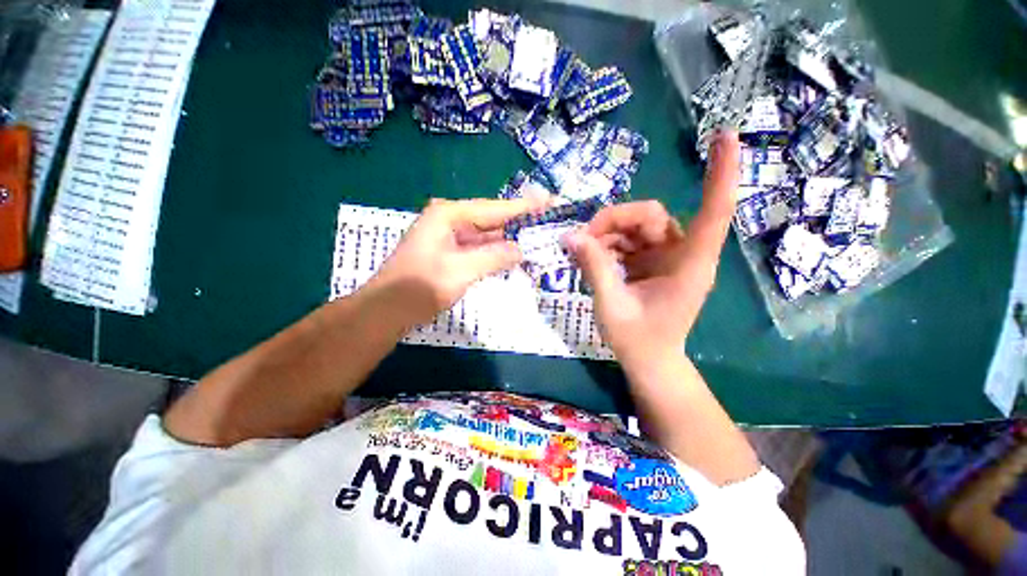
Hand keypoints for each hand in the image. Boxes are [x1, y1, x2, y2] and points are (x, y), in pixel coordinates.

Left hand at [365, 196, 549, 324]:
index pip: (494, 208)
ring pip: (485, 235)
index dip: (523, 206)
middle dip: (518, 222)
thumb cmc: (421, 287)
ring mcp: (448, 236)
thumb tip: (520, 249)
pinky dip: (495, 252)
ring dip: (508, 239)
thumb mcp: (462, 270)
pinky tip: (512, 254)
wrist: (388, 310)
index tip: (548, 200)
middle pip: (491, 219)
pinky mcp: (449, 252)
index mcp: (448, 215)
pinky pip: (478, 248)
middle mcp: (449, 220)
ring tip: (536, 237)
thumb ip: (494, 257)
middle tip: (546, 222)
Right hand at [566, 130, 740, 365]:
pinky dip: (607, 245)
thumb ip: (594, 268)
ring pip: (635, 226)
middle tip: (582, 240)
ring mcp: (666, 256)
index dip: (721, 174)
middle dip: (612, 222)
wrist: (649, 362)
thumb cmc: (638, 340)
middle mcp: (682, 254)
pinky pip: (627, 240)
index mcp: (689, 265)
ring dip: (605, 234)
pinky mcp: (652, 261)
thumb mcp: (611, 305)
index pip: (713, 212)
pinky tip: (591, 257)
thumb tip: (571, 236)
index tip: (726, 136)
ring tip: (582, 252)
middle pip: (649, 215)